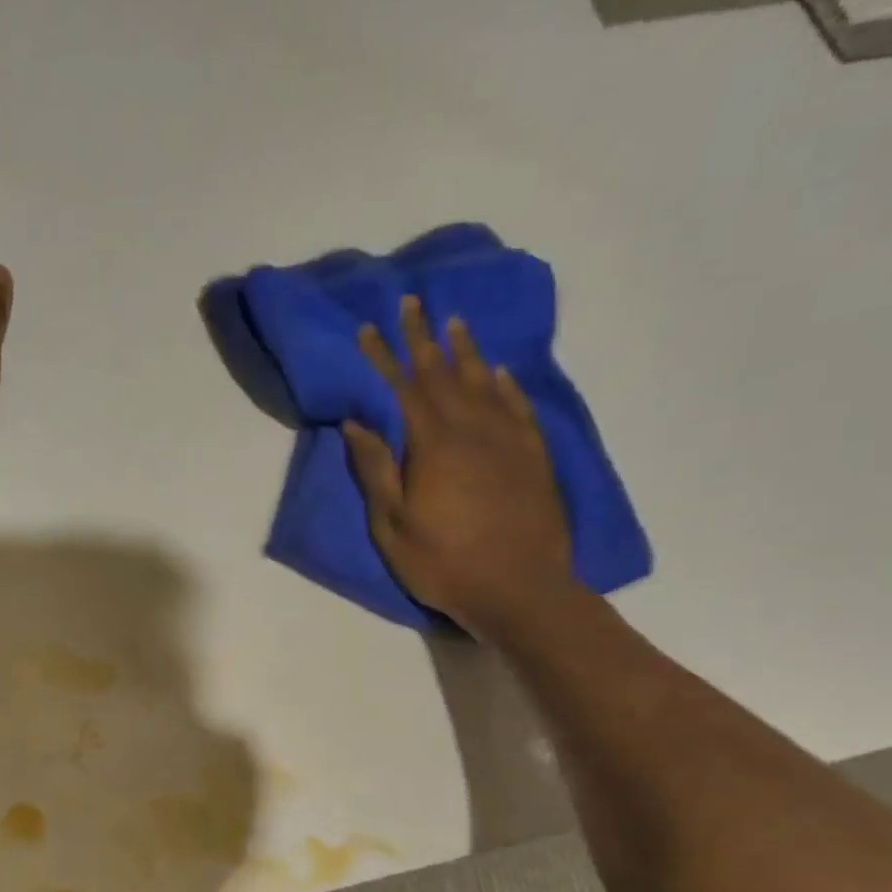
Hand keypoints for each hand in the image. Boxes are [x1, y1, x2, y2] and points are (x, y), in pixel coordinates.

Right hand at [344, 296, 575, 635]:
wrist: (519, 588)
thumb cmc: (444, 563)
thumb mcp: (393, 525)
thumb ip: (376, 470)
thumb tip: (357, 423)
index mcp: (433, 445)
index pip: (402, 388)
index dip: (384, 356)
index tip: (369, 328)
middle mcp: (472, 429)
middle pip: (443, 374)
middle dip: (423, 338)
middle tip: (412, 304)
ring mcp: (508, 439)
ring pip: (484, 382)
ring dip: (466, 351)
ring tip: (454, 323)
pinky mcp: (533, 456)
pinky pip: (518, 406)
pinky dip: (506, 384)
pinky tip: (500, 372)